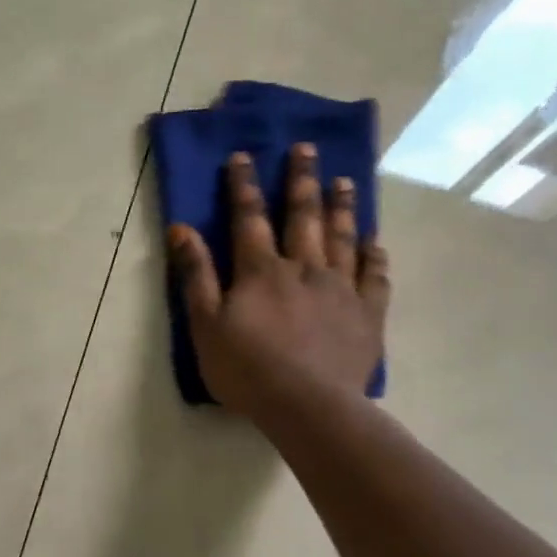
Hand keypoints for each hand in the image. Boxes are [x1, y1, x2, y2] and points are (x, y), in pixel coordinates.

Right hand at [168, 145, 389, 414]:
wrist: (308, 406)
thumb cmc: (246, 369)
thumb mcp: (205, 324)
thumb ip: (196, 275)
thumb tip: (182, 229)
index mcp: (261, 271)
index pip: (249, 218)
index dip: (244, 186)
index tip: (244, 155)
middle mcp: (304, 268)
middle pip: (303, 217)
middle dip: (301, 181)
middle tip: (306, 149)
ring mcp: (340, 289)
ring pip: (343, 239)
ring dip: (342, 207)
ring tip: (345, 181)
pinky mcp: (367, 314)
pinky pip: (374, 276)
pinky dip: (374, 256)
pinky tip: (375, 242)